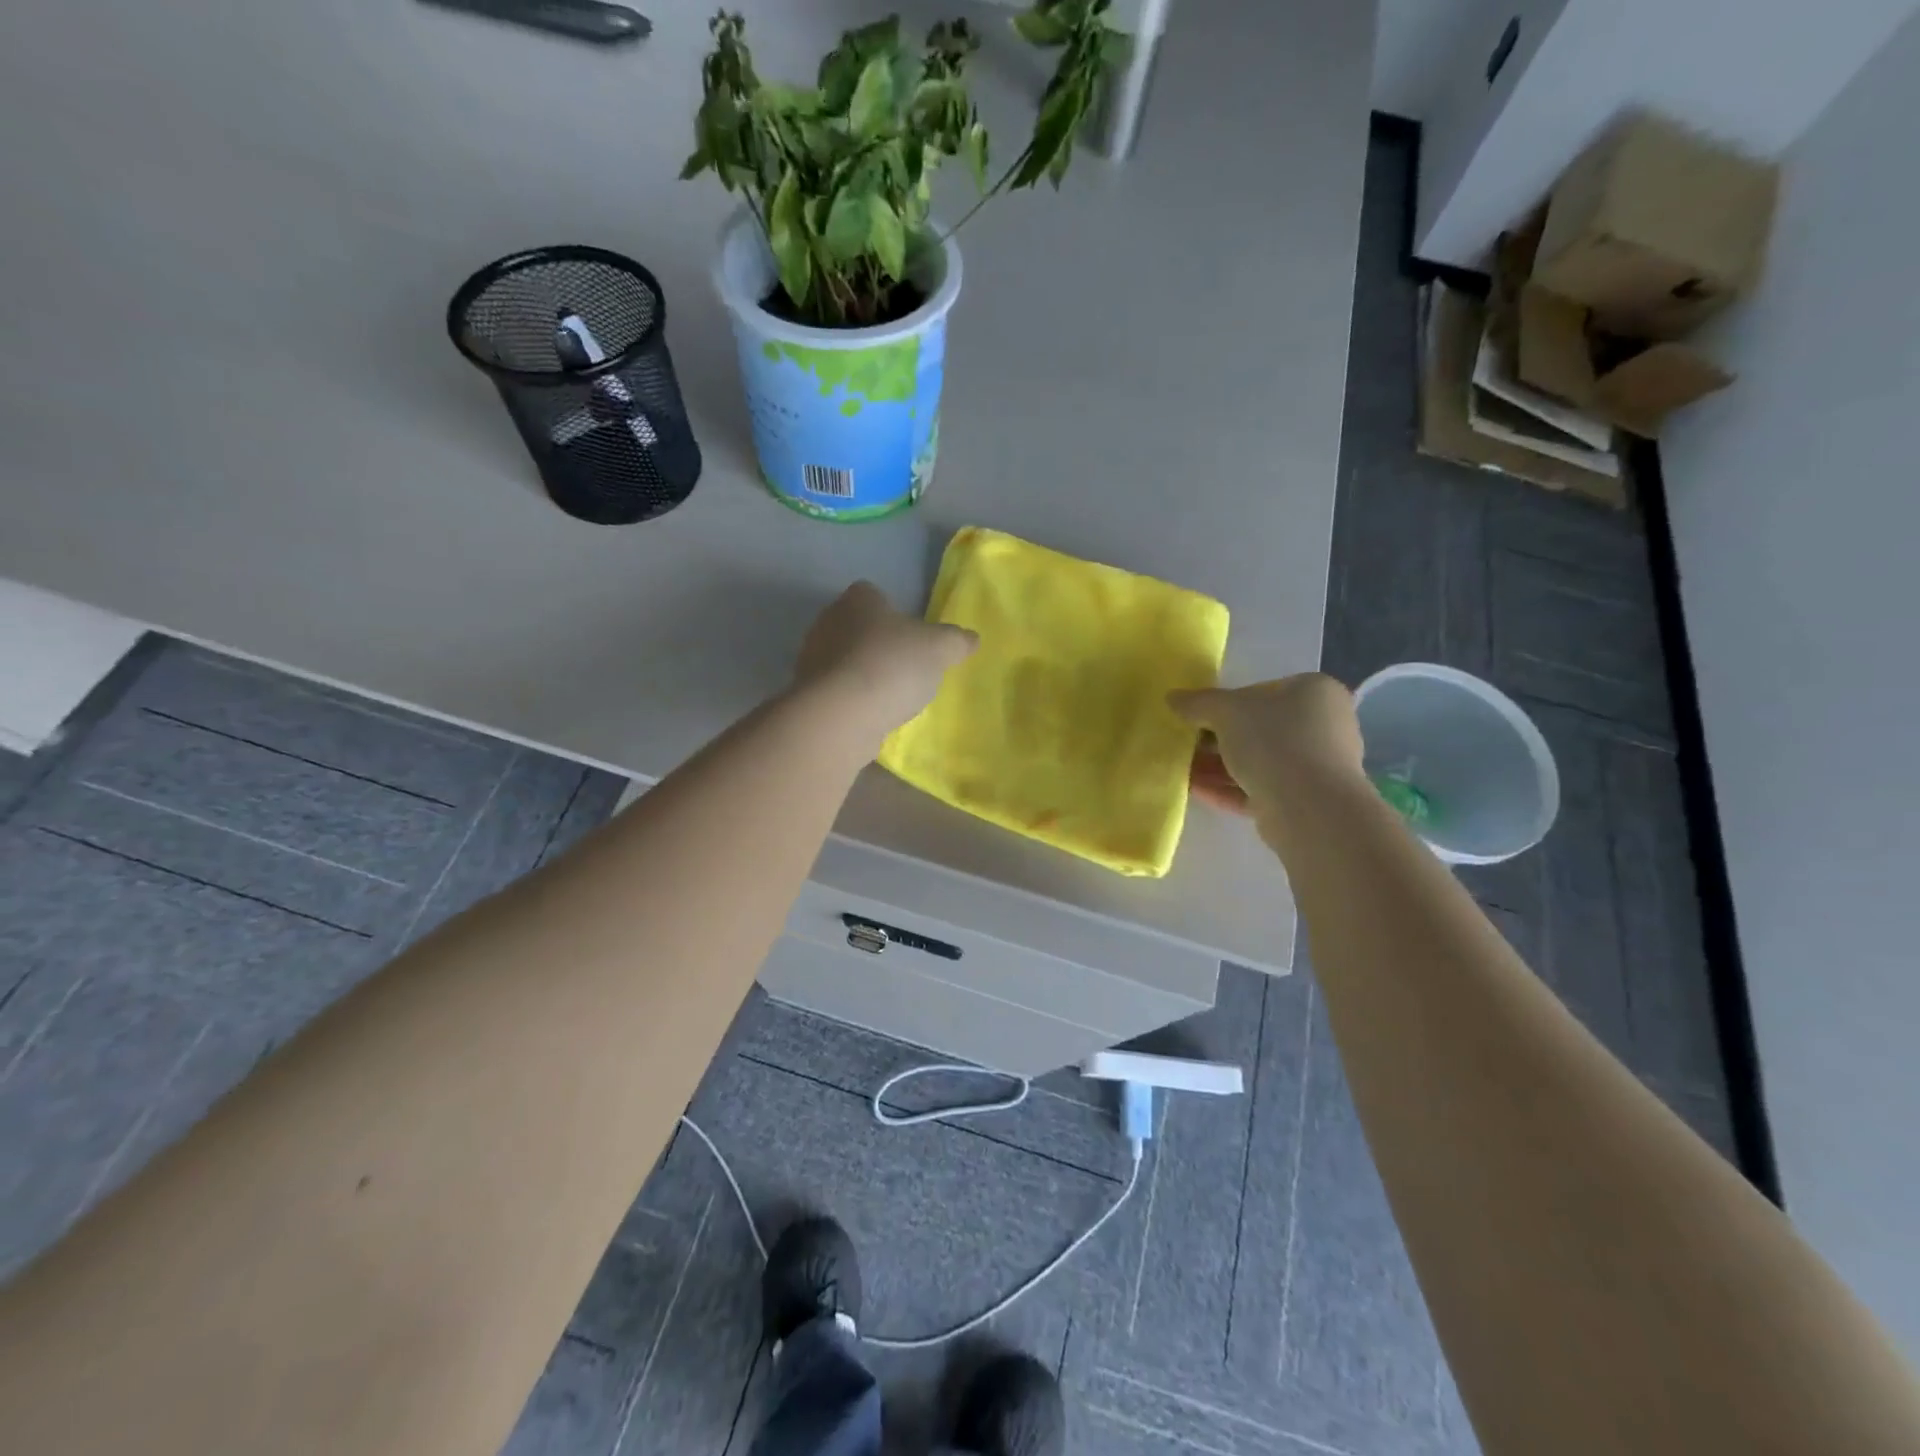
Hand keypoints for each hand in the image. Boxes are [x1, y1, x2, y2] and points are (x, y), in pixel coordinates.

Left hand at [794, 581, 977, 736]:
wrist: (842, 714)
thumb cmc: (892, 665)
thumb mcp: (939, 649)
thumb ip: (956, 641)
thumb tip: (971, 638)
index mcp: (858, 599)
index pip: (873, 593)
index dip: (891, 611)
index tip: (909, 633)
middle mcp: (828, 621)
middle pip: (856, 626)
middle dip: (877, 643)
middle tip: (905, 665)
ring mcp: (812, 658)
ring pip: (844, 659)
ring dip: (863, 673)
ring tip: (891, 695)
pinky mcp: (808, 693)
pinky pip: (835, 690)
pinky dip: (852, 699)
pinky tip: (871, 714)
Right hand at [1171, 674, 1365, 820]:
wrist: (1310, 808)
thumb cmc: (1274, 741)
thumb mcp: (1226, 711)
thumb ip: (1198, 702)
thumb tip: (1172, 697)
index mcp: (1315, 692)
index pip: (1262, 691)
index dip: (1226, 702)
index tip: (1197, 716)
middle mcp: (1323, 725)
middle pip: (1259, 728)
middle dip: (1217, 738)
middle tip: (1185, 743)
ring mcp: (1316, 766)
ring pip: (1257, 761)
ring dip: (1218, 766)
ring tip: (1182, 769)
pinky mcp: (1304, 801)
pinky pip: (1259, 789)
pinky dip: (1228, 788)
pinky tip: (1194, 790)